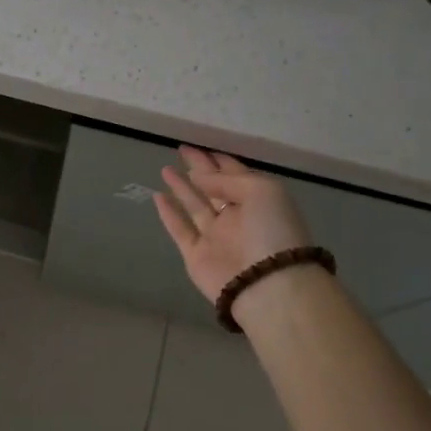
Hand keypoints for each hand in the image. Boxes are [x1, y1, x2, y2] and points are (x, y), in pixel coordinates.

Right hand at [154, 146, 312, 303]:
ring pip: (196, 206)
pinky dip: (169, 214)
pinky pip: (180, 229)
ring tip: (165, 169)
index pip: (236, 174)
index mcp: (258, 200)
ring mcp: (216, 236)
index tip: (201, 146)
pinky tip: (158, 196)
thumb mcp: (261, 191)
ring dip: (182, 187)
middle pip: (214, 187)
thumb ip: (228, 179)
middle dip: (199, 169)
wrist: (266, 284)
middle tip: (181, 150)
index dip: (219, 161)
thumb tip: (200, 177)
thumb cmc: (272, 231)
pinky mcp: (196, 255)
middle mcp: (237, 217)